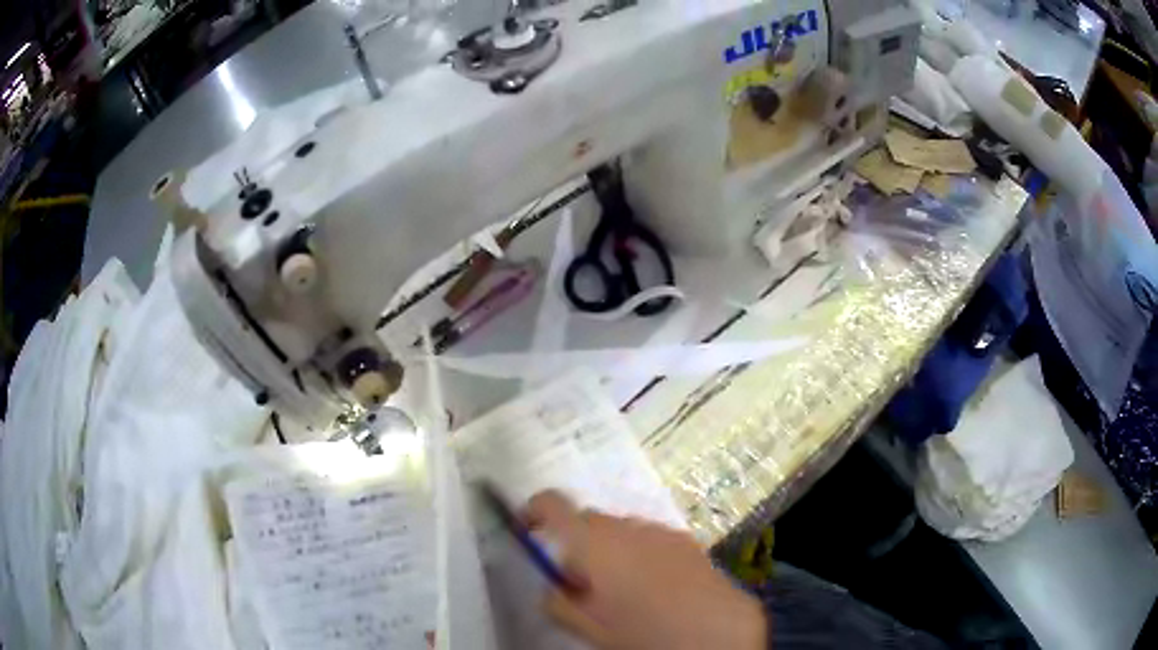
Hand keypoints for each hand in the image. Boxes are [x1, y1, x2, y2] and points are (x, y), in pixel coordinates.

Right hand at [523, 491, 766, 649]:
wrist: (717, 630)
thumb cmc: (644, 631)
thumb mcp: (588, 626)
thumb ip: (558, 601)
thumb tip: (554, 586)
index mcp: (593, 543)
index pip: (551, 503)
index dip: (533, 510)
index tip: (527, 529)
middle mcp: (626, 526)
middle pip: (588, 520)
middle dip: (577, 544)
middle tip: (582, 584)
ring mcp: (660, 530)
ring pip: (621, 530)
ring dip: (611, 550)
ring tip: (623, 590)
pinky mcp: (687, 540)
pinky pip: (650, 538)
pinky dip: (641, 553)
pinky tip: (656, 587)